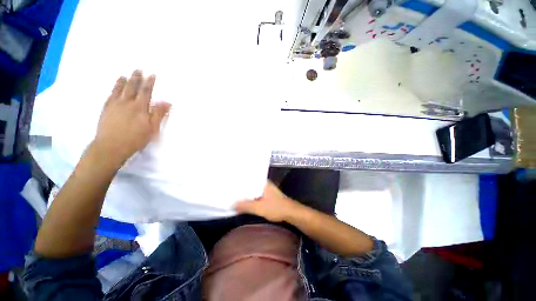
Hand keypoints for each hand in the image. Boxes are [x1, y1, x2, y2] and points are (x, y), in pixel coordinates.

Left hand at [93, 70, 170, 165]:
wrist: (111, 146)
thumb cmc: (135, 138)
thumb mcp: (152, 128)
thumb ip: (159, 114)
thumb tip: (167, 102)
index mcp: (139, 107)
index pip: (146, 92)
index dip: (149, 83)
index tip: (152, 75)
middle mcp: (126, 103)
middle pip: (132, 88)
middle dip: (136, 78)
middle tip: (138, 69)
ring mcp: (114, 105)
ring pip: (119, 89)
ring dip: (124, 81)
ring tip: (126, 75)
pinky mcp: (106, 109)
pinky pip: (110, 95)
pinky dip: (113, 89)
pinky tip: (115, 87)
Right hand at [234, 181, 301, 221]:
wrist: (291, 213)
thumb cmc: (276, 208)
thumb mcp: (259, 208)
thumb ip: (246, 206)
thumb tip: (232, 204)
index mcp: (263, 183)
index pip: (249, 178)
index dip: (240, 180)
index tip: (231, 182)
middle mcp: (265, 184)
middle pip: (251, 184)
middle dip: (242, 187)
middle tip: (231, 189)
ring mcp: (267, 190)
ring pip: (254, 190)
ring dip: (247, 193)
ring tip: (235, 194)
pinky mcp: (268, 196)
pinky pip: (257, 194)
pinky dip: (251, 197)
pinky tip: (245, 201)